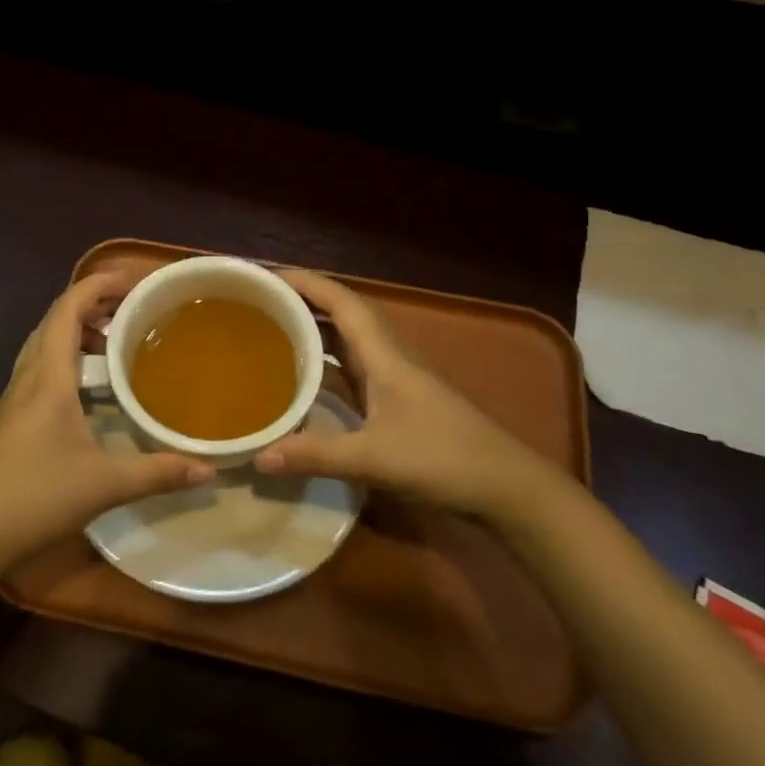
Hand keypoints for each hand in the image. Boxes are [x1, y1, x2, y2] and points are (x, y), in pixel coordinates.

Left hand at [0, 269, 214, 569]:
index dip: (97, 285)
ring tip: (115, 337)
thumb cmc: (38, 496)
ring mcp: (16, 395)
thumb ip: (159, 472)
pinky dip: (67, 353)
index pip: (67, 310)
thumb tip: (209, 469)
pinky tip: (89, 382)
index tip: (132, 279)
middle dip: (92, 302)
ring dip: (77, 328)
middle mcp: (29, 376)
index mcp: (49, 377)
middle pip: (55, 319)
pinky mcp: (12, 414)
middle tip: (132, 306)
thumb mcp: (106, 484)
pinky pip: (41, 363)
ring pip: (45, 341)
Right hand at [257, 270, 560, 522]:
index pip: (342, 302)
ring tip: (273, 332)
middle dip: (304, 302)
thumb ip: (316, 455)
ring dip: (316, 330)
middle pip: (343, 314)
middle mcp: (390, 356)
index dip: (306, 283)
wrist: (507, 487)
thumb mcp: (374, 458)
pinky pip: (354, 369)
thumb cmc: (444, 459)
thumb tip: (258, 457)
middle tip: (260, 304)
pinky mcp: (399, 401)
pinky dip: (327, 365)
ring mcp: (396, 378)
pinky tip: (304, 380)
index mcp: (385, 354)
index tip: (266, 278)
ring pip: (349, 341)